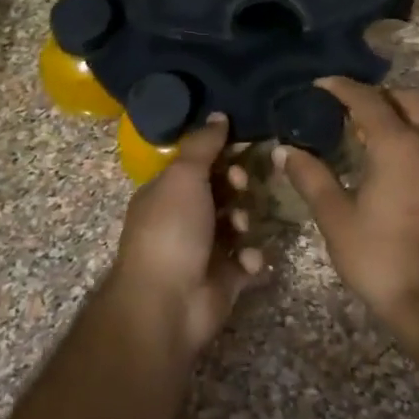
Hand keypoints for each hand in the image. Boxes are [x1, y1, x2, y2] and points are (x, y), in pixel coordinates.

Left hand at [111, 115, 264, 358]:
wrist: (168, 303)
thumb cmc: (171, 230)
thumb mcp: (183, 176)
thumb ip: (203, 145)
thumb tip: (219, 114)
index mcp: (166, 192)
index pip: (198, 164)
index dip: (220, 155)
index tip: (240, 149)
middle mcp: (184, 218)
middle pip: (222, 192)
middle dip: (237, 187)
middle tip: (241, 188)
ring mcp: (205, 250)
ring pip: (238, 224)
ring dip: (245, 221)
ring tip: (241, 229)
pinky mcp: (225, 279)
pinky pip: (248, 259)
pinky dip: (251, 258)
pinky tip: (247, 261)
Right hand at [279, 78, 418, 322]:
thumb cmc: (382, 257)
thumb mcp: (336, 218)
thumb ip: (311, 178)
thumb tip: (285, 151)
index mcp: (397, 145)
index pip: (368, 100)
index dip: (342, 88)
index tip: (319, 85)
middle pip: (409, 98)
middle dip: (379, 94)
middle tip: (348, 106)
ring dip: (400, 112)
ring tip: (367, 129)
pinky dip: (413, 133)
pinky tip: (389, 159)